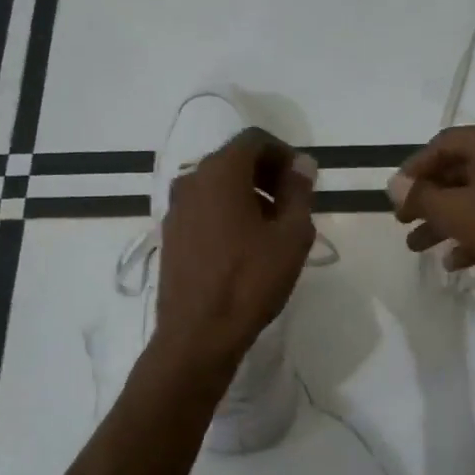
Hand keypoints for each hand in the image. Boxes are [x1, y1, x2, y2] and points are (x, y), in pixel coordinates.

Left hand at [153, 129, 317, 375]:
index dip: (284, 154)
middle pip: (234, 160)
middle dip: (267, 174)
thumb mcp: (291, 236)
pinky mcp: (171, 235)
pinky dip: (228, 213)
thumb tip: (302, 164)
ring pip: (218, 185)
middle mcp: (191, 180)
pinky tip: (246, 246)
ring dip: (248, 195)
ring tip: (273, 229)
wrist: (198, 334)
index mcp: (220, 172)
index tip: (303, 181)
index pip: (255, 140)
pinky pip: (204, 208)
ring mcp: (175, 208)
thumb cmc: (250, 281)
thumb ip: (299, 192)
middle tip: (293, 204)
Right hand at [389, 123, 474, 301]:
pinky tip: (456, 262)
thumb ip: (422, 197)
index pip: (440, 145)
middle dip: (427, 201)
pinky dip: (474, 236)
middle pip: (457, 173)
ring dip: (445, 223)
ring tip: (419, 248)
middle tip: (403, 223)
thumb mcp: (457, 210)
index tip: (395, 196)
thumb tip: (393, 184)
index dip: (413, 170)